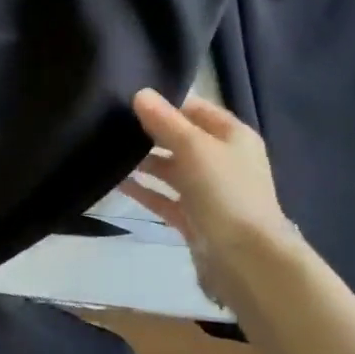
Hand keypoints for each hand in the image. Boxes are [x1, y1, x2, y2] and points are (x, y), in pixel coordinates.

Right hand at [119, 88, 296, 310]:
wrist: (246, 260)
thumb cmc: (225, 192)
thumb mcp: (194, 148)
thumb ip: (165, 121)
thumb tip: (140, 93)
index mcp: (233, 136)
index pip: (195, 109)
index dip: (166, 103)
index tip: (129, 100)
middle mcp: (222, 160)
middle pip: (182, 139)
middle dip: (150, 133)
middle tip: (111, 124)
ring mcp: (208, 192)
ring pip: (171, 170)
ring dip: (144, 162)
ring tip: (108, 151)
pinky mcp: (194, 219)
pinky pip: (164, 198)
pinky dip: (144, 191)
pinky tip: (116, 182)